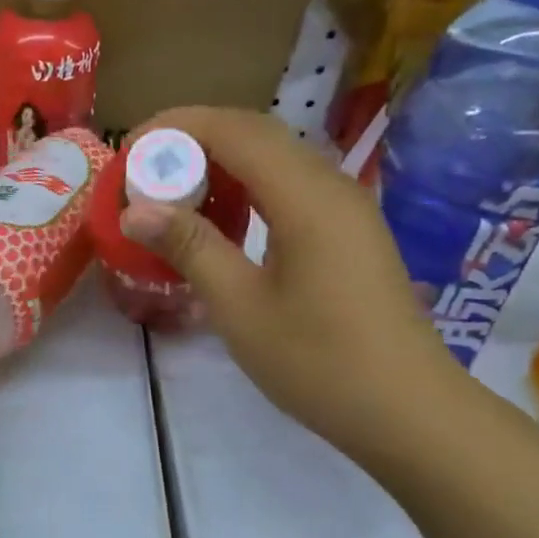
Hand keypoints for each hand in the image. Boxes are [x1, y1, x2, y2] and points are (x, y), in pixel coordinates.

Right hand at [120, 105, 468, 466]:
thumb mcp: (241, 307)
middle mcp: (331, 185)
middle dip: (195, 141)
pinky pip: (292, 187)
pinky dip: (249, 189)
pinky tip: (224, 224)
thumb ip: (190, 247)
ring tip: (175, 195)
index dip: (177, 127)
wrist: (408, 410)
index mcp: (305, 195)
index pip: (234, 129)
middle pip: (256, 134)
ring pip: (276, 159)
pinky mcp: (350, 231)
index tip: (131, 149)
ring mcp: (347, 207)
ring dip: (222, 164)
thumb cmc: (319, 361)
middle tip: (146, 172)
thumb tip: (137, 210)